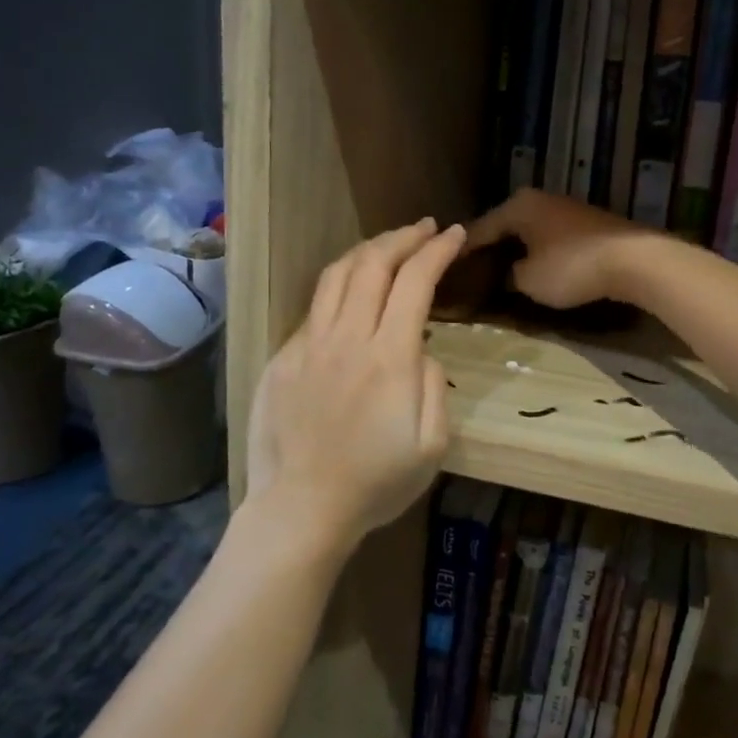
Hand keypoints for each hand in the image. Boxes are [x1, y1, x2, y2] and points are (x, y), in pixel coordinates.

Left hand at [247, 218, 464, 553]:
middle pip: (373, 265)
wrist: (301, 508)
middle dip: (404, 237)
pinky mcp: (282, 359)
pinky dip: (338, 288)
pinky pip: (313, 310)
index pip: (415, 281)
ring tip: (388, 245)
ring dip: (367, 251)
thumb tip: (421, 350)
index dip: (437, 251)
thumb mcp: (432, 445)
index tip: (455, 235)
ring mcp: (308, 345)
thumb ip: (434, 386)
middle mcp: (347, 337)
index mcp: (389, 356)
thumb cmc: (376, 483)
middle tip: (425, 228)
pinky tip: (349, 296)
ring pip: (336, 276)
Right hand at [462, 189, 666, 309]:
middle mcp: (538, 199)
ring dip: (516, 250)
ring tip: (502, 272)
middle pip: (504, 226)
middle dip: (490, 249)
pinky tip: (535, 267)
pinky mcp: (585, 223)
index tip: (447, 270)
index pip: (479, 229)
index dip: (462, 252)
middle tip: (473, 274)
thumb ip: (508, 275)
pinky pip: (549, 237)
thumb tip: (506, 273)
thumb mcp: (528, 280)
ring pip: (528, 231)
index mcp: (517, 206)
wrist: (634, 260)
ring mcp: (564, 208)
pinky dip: (538, 251)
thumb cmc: (572, 267)